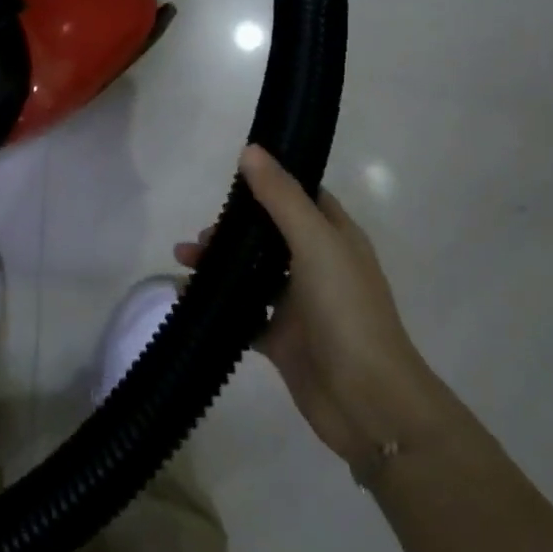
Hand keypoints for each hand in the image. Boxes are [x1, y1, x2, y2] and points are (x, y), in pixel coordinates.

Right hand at [176, 145, 442, 469]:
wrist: (368, 401)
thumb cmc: (346, 310)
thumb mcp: (314, 242)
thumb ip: (280, 197)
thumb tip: (250, 151)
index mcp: (335, 238)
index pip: (301, 197)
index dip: (269, 185)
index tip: (230, 180)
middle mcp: (319, 266)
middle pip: (268, 236)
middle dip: (232, 230)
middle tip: (200, 237)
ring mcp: (300, 306)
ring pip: (253, 274)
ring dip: (220, 265)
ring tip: (184, 263)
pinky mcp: (283, 341)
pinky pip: (245, 314)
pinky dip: (219, 305)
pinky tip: (189, 299)